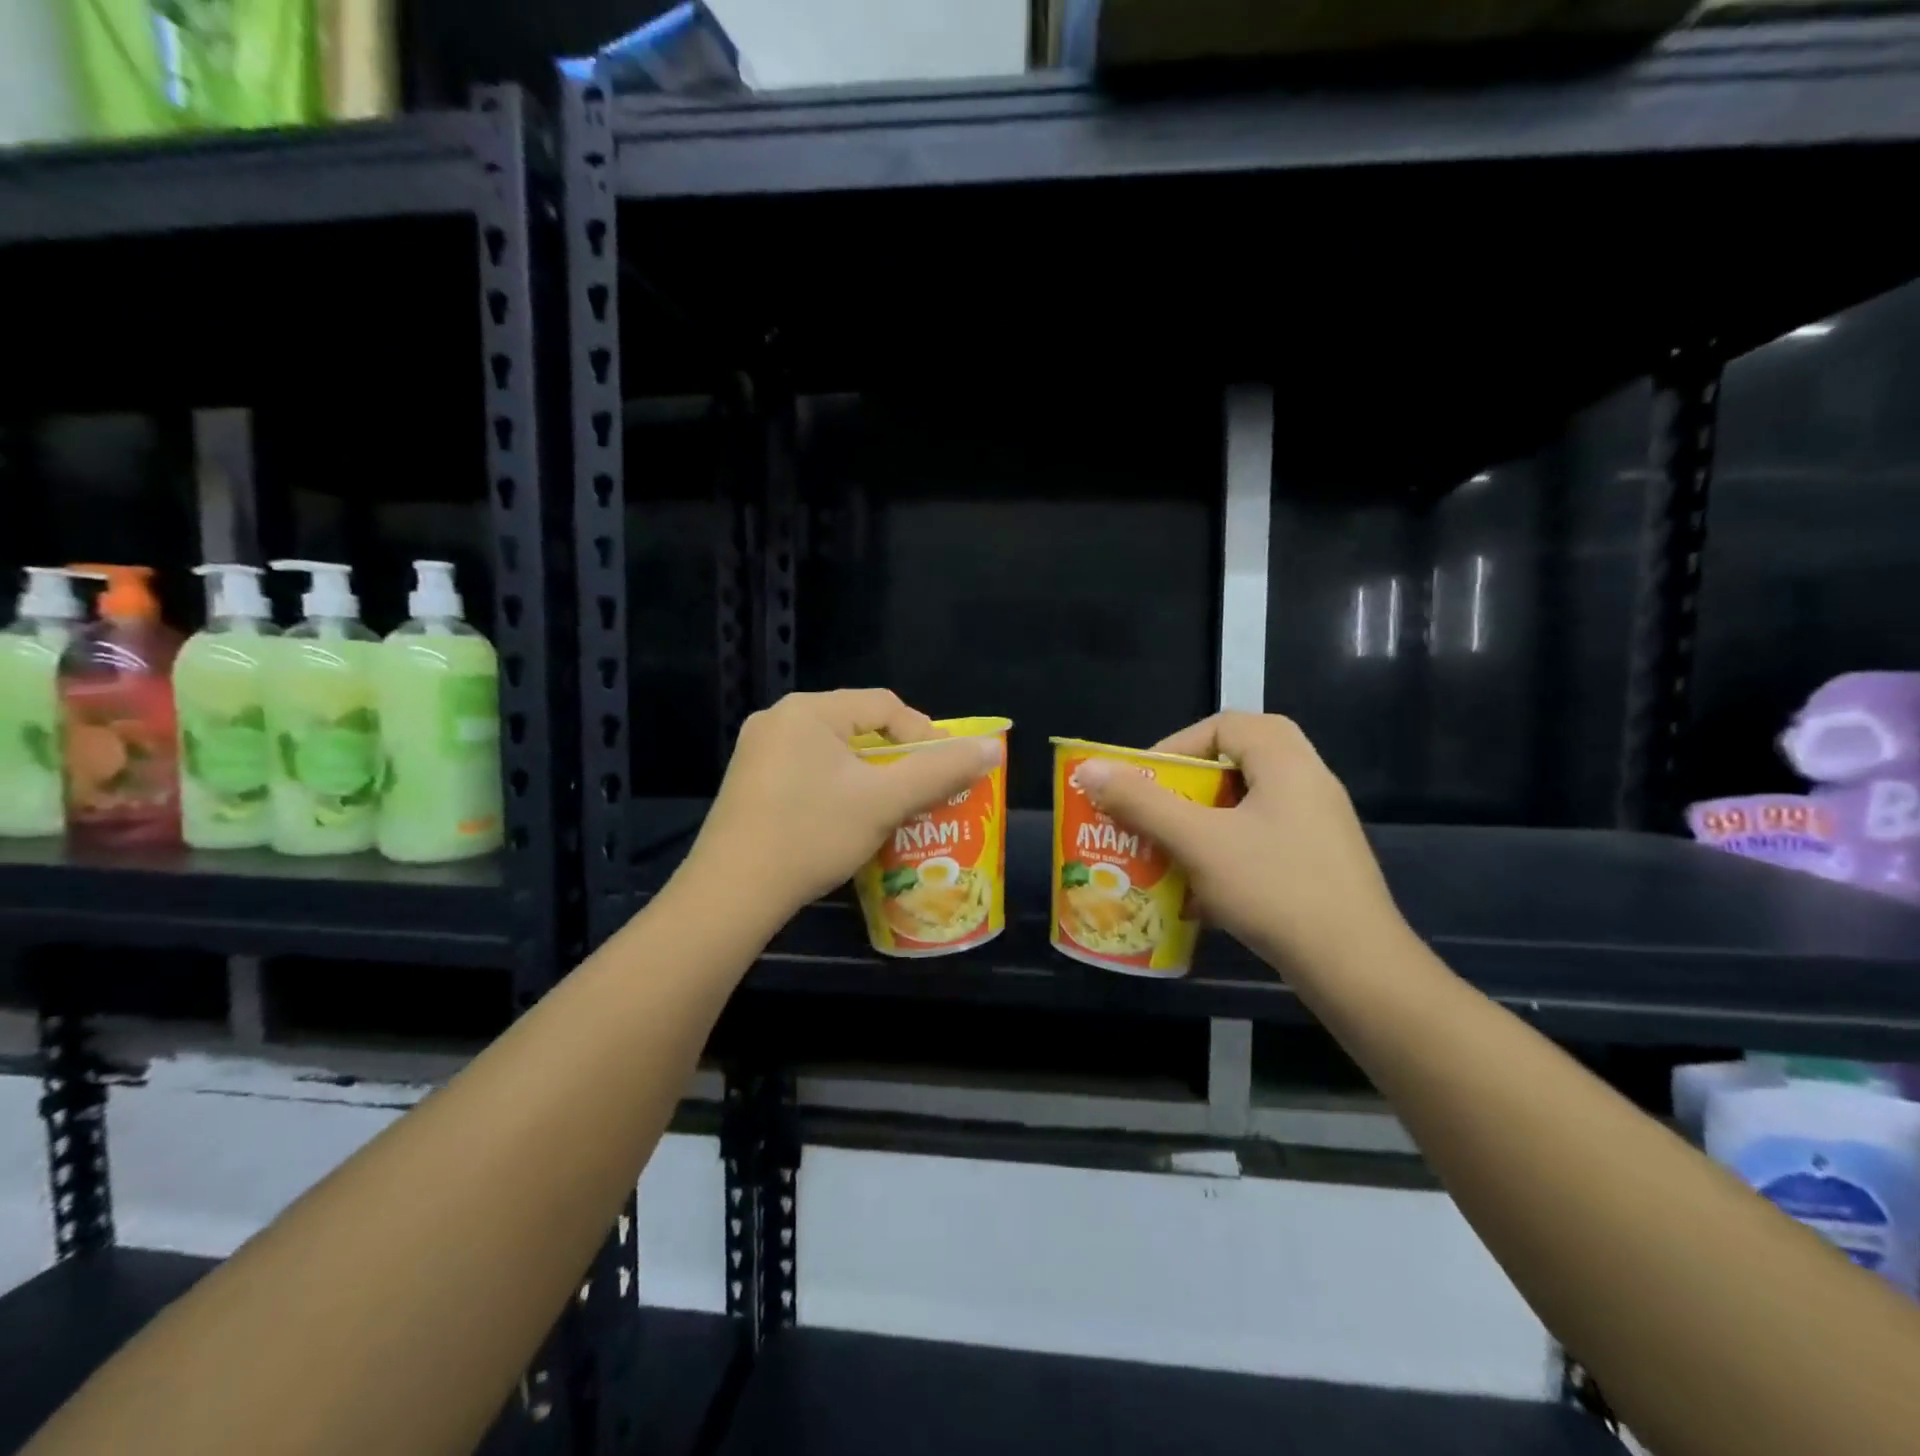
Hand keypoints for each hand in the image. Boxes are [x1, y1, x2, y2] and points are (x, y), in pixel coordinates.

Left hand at [687, 689, 1001, 919]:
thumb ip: (941, 771)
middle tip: (922, 789)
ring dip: (869, 775)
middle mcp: (778, 719)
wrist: (731, 894)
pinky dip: (837, 787)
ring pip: (832, 751)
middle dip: (896, 757)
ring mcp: (757, 752)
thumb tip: (991, 749)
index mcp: (808, 710)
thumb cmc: (812, 835)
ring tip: (893, 806)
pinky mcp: (749, 783)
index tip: (946, 770)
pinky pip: (808, 770)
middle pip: (857, 726)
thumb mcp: (884, 802)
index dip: (924, 734)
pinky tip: (847, 818)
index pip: (884, 705)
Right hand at [1076, 713, 1407, 978]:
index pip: (1222, 726)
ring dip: (1203, 823)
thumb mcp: (1198, 841)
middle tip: (1155, 812)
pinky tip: (1202, 890)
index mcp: (1285, 759)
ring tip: (1169, 850)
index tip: (1144, 782)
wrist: (1355, 967)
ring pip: (1246, 805)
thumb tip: (1091, 769)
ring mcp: (1319, 822)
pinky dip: (1227, 852)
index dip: (1176, 747)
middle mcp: (1308, 779)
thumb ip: (1142, 802)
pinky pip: (1262, 838)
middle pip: (1235, 763)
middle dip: (1186, 789)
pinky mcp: (1320, 860)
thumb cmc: (1274, 888)